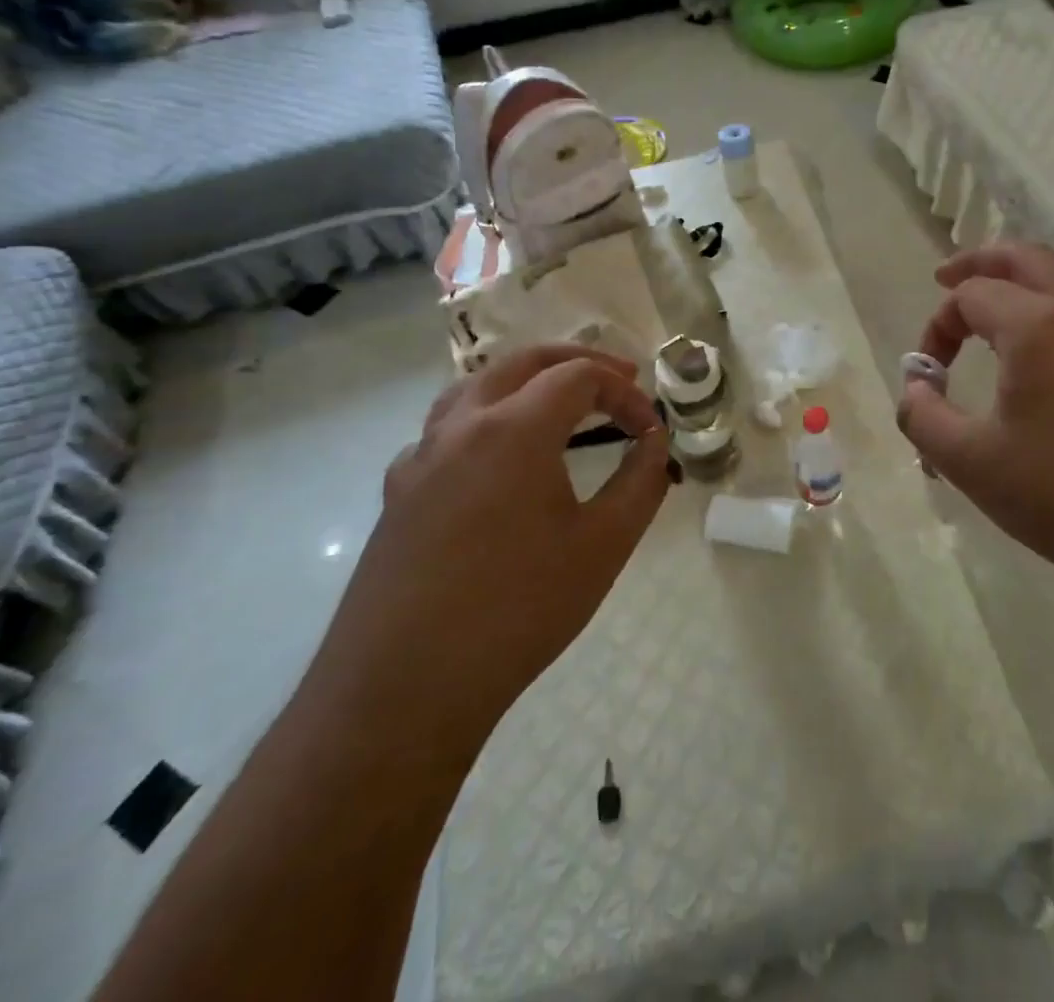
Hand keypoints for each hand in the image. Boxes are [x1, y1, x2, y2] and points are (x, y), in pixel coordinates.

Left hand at [311, 345, 668, 754]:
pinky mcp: (399, 494)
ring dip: (524, 381)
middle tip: (619, 379)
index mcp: (514, 429)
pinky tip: (496, 461)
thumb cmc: (518, 610)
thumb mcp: (604, 545)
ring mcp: (421, 458)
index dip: (625, 393)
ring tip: (558, 403)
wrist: (403, 690)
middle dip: (577, 362)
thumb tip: (654, 443)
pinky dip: (484, 420)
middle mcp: (461, 426)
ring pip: (475, 387)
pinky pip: (444, 431)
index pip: (580, 377)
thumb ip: (641, 482)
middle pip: (523, 362)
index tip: (651, 430)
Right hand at [897, 243, 1053, 599]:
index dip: (937, 327)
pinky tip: (1051, 362)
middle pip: (1028, 258)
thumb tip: (914, 391)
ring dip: (1025, 284)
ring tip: (997, 313)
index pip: (971, 296)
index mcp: (1040, 325)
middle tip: (947, 278)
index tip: (927, 375)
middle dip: (981, 262)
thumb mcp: (972, 463)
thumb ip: (923, 418)